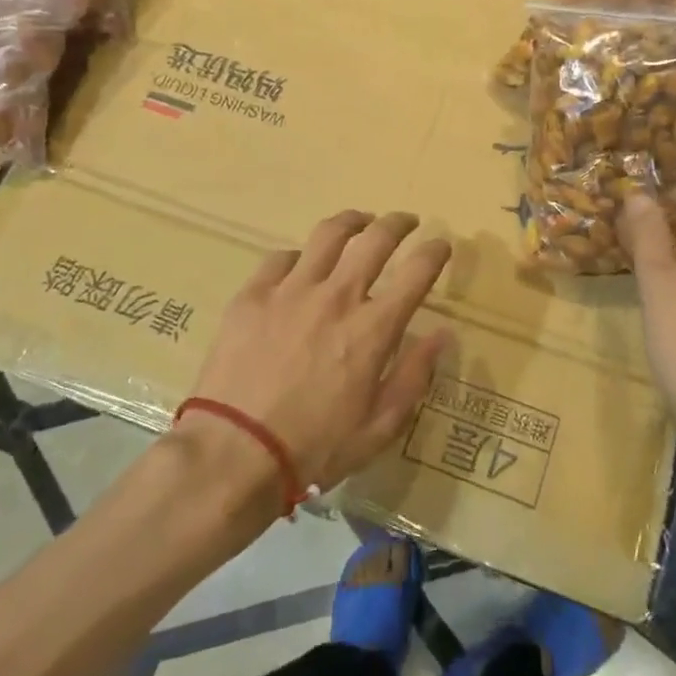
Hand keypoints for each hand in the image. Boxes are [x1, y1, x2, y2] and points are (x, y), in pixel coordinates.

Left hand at [188, 210, 453, 495]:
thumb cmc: (314, 448)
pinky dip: (299, 257)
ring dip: (351, 222)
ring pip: (328, 235)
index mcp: (373, 328)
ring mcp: (291, 290)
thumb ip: (414, 376)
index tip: (442, 245)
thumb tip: (442, 335)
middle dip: (398, 223)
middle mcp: (337, 296)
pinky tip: (300, 265)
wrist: (234, 453)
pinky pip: (280, 258)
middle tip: (406, 222)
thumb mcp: (379, 427)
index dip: (436, 251)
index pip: (417, 271)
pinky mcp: (253, 295)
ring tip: (359, 222)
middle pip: (376, 239)